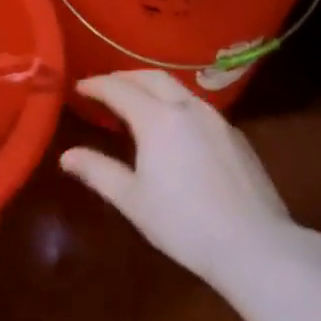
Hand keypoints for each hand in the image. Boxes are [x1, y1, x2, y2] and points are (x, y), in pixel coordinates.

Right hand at [60, 71, 316, 291]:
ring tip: (136, 103)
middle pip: (152, 77)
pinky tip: (174, 128)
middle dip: (125, 77)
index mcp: (158, 118)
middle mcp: (189, 108)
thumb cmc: (183, 223)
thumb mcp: (132, 199)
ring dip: (152, 88)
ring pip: (179, 89)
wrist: (254, 243)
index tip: (79, 87)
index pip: (119, 88)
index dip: (96, 85)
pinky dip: (176, 104)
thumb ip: (97, 171)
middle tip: (105, 87)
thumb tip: (66, 156)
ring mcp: (217, 120)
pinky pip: (198, 107)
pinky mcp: (236, 137)